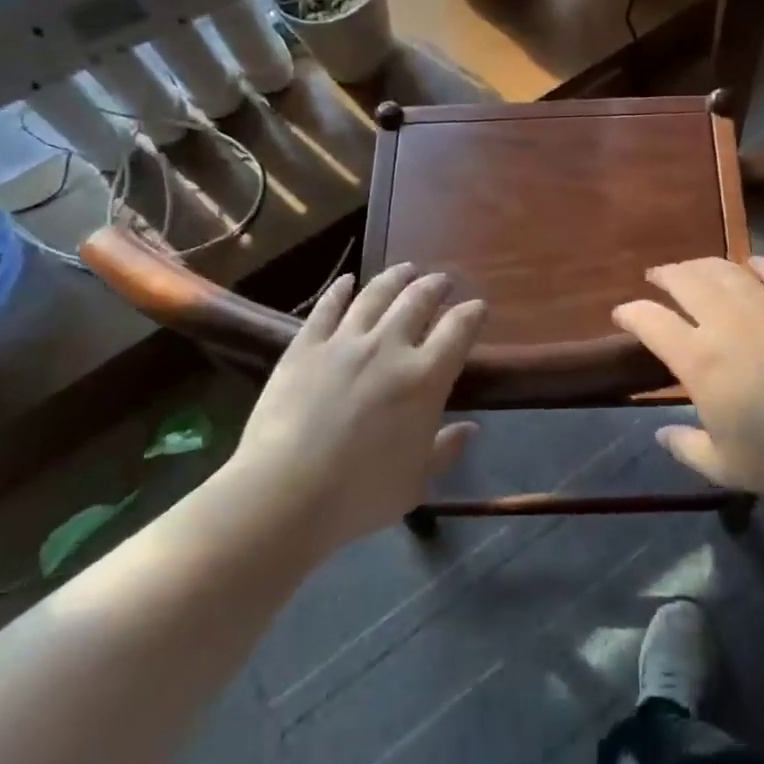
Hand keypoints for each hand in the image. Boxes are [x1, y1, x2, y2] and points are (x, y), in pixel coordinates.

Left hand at [230, 264, 484, 548]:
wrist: (285, 494)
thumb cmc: (360, 494)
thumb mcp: (416, 481)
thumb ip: (446, 450)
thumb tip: (470, 429)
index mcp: (425, 378)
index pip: (459, 329)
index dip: (473, 313)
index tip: (478, 307)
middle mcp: (389, 347)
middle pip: (419, 300)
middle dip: (436, 286)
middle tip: (442, 281)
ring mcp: (344, 342)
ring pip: (376, 294)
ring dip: (396, 277)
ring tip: (407, 269)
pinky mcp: (305, 347)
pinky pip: (327, 308)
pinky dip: (340, 290)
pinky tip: (347, 281)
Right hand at [612, 256, 763, 498]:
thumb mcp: (726, 467)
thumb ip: (686, 448)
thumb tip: (661, 433)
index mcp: (701, 361)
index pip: (651, 322)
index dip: (630, 313)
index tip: (621, 314)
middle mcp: (726, 322)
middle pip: (685, 281)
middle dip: (664, 276)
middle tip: (656, 278)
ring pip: (723, 269)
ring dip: (701, 265)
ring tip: (693, 269)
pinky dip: (754, 264)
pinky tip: (749, 267)